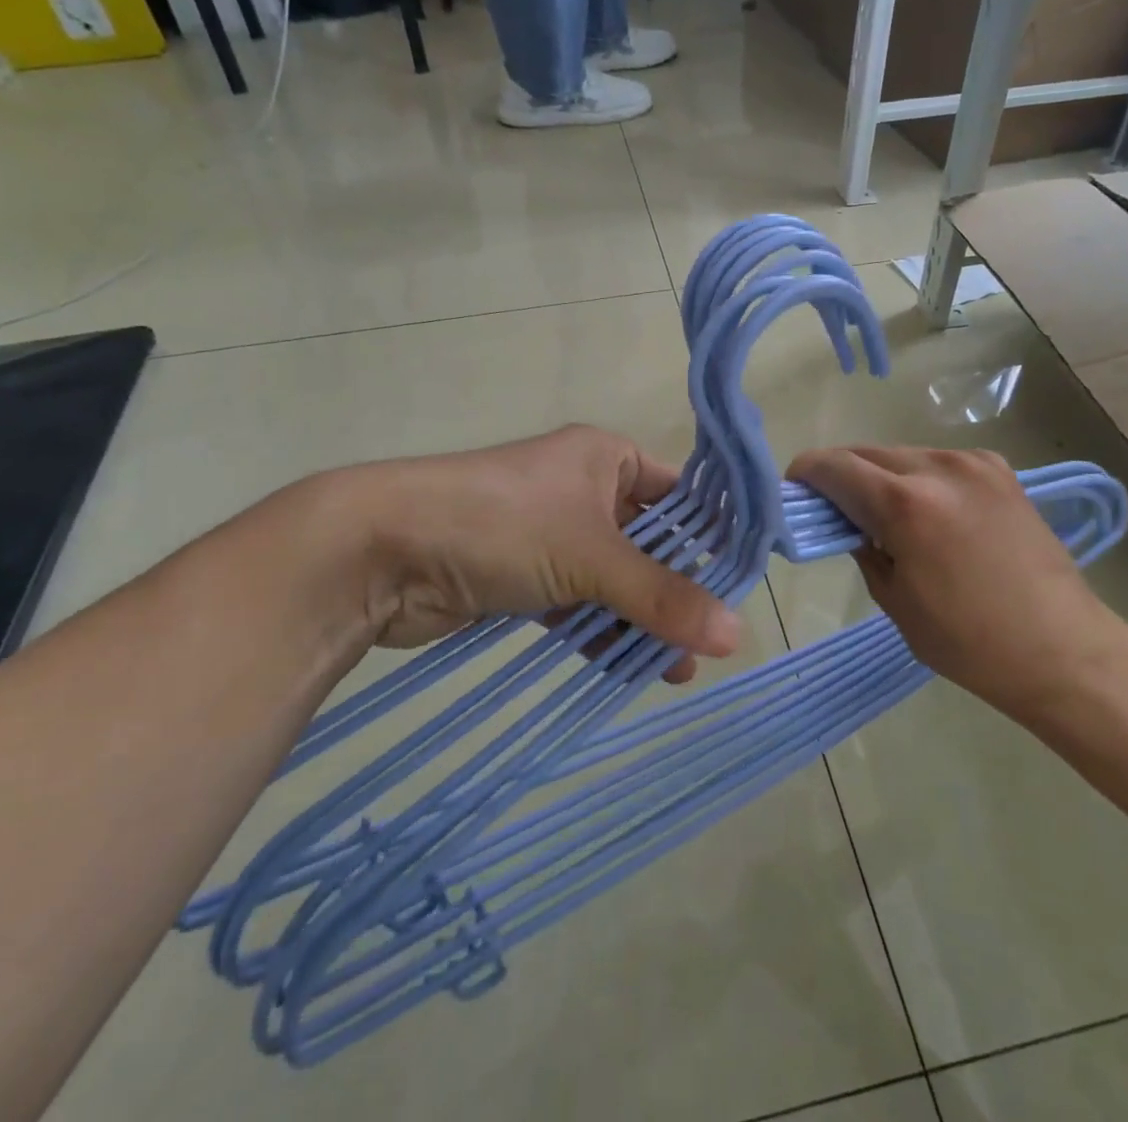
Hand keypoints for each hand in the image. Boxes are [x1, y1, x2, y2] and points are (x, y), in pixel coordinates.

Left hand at [288, 426, 741, 680]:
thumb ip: (662, 596)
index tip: (745, 584)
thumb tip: (736, 635)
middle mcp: (583, 489)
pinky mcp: (523, 576)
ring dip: (641, 619)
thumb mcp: (590, 556)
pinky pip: (578, 603)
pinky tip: (629, 669)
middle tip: (711, 638)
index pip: (679, 493)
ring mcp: (551, 534)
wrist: (382, 550)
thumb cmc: (501, 524)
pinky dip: (601, 632)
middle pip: (648, 542)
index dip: (712, 536)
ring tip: (676, 670)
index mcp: (605, 458)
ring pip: (613, 578)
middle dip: (677, 590)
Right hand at [788, 445, 1127, 723]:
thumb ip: (862, 548)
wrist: (1063, 648)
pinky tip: (927, 512)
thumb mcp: (894, 600)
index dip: (805, 474)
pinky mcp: (999, 470)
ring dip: (880, 475)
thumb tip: (847, 524)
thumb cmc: (969, 641)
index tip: (793, 491)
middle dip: (841, 475)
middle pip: (866, 453)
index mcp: (906, 504)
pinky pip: (937, 463)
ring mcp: (974, 463)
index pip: (834, 466)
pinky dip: (918, 478)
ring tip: (883, 514)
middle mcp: (938, 468)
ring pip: (902, 454)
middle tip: (833, 508)